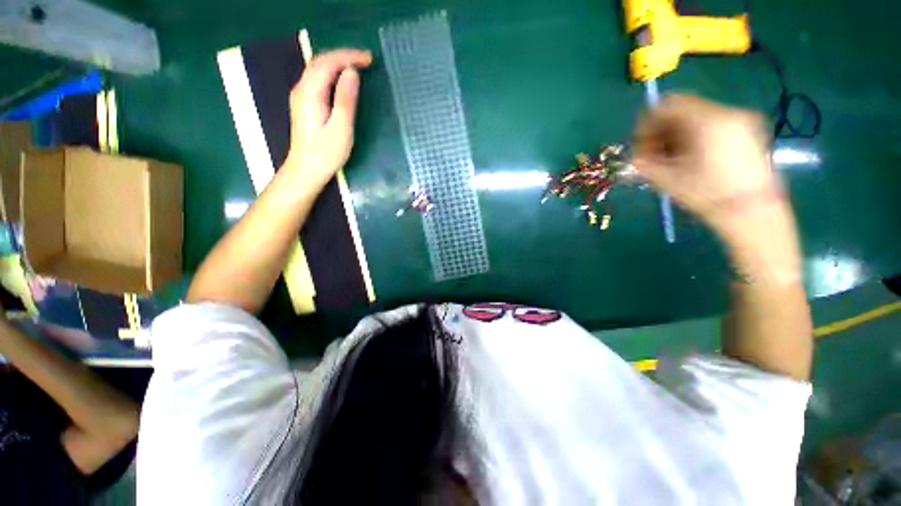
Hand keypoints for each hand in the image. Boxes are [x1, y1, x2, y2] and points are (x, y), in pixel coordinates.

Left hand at [284, 49, 372, 189]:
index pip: (327, 63)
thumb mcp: (341, 128)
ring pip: (318, 69)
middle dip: (343, 56)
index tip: (369, 59)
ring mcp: (301, 96)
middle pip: (320, 61)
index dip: (348, 56)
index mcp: (310, 93)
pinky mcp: (305, 104)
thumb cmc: (326, 153)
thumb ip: (345, 100)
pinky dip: (332, 73)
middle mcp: (301, 89)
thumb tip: (352, 73)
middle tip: (366, 60)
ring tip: (358, 65)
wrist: (306, 170)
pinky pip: (318, 79)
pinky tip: (343, 79)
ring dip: (338, 63)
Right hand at [632, 95, 780, 235]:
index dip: (647, 123)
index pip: (667, 104)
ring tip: (673, 160)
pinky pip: (712, 125)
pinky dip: (695, 137)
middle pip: (682, 109)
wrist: (753, 212)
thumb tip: (636, 154)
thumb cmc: (707, 195)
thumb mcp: (666, 179)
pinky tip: (692, 159)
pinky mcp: (749, 131)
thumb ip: (645, 161)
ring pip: (696, 118)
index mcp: (707, 121)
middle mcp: (727, 113)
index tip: (641, 144)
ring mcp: (741, 120)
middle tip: (654, 155)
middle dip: (662, 131)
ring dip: (678, 135)